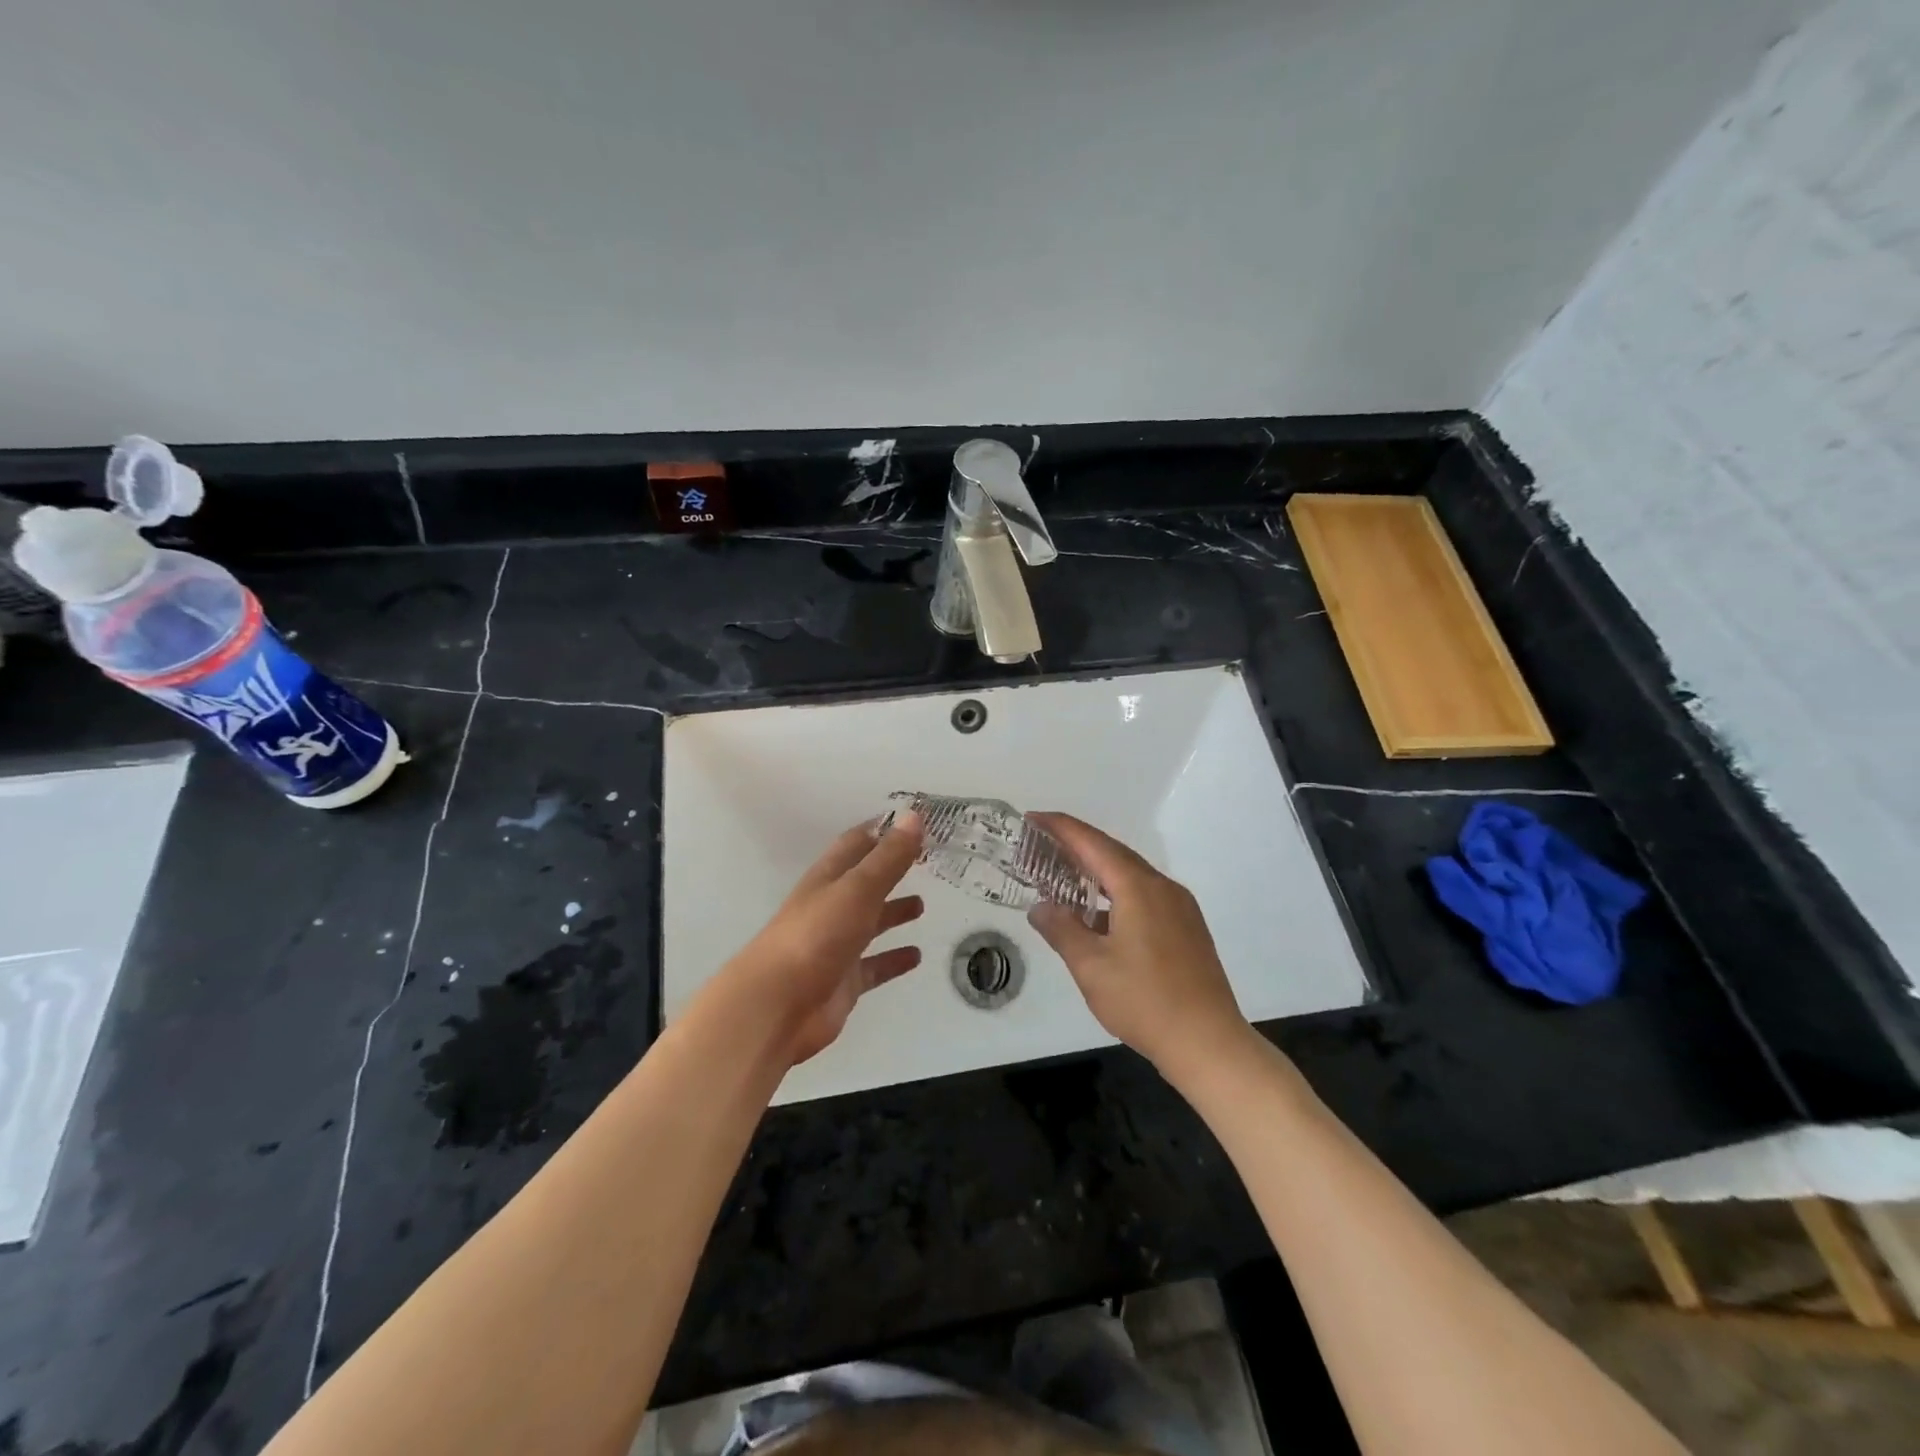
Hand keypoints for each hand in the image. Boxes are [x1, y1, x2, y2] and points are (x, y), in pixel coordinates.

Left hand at [718, 813, 924, 1065]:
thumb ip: (889, 857)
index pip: (856, 844)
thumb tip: (914, 816)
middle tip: (925, 862)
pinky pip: (873, 966)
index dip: (881, 831)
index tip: (912, 822)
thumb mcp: (858, 889)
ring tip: (923, 906)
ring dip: (892, 913)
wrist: (777, 1006)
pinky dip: (893, 959)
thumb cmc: (817, 936)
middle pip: (864, 883)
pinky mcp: (843, 982)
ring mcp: (835, 946)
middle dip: (890, 871)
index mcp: (828, 879)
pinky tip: (917, 956)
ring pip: (869, 923)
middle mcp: (830, 907)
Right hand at [1026, 812, 1252, 1079]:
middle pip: (1114, 854)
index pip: (1092, 843)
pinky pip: (1145, 895)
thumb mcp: (1090, 966)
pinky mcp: (1187, 928)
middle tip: (1042, 845)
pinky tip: (1099, 914)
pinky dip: (1116, 893)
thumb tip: (1041, 907)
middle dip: (1077, 845)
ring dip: (1097, 871)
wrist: (1208, 1042)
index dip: (1060, 828)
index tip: (1032, 818)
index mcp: (1138, 888)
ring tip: (1064, 876)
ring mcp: (1180, 908)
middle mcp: (1162, 887)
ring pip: (1131, 875)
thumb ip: (1062, 929)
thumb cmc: (1144, 1001)